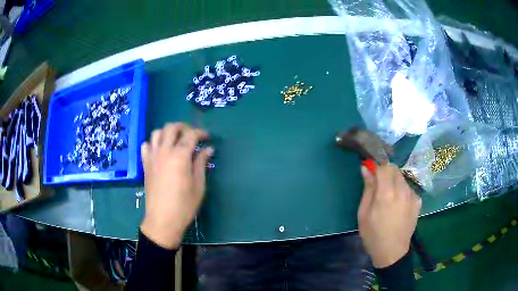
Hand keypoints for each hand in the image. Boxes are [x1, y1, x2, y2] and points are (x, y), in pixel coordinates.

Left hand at [140, 123, 212, 248]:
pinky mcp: (145, 164)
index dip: (201, 133)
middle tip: (192, 136)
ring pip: (157, 132)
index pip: (191, 134)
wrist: (162, 220)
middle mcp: (164, 151)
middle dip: (184, 127)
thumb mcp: (198, 185)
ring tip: (175, 141)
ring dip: (168, 132)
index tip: (207, 138)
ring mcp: (152, 157)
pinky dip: (153, 143)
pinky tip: (160, 151)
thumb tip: (208, 149)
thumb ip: (201, 163)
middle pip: (172, 127)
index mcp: (180, 156)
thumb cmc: (184, 205)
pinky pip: (146, 145)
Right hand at [358, 163, 421, 267]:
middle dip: (385, 172)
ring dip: (394, 181)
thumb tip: (366, 168)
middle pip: (395, 169)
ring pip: (402, 178)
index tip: (371, 167)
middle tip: (379, 185)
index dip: (377, 163)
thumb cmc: (373, 235)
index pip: (384, 166)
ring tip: (389, 198)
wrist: (392, 252)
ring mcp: (412, 196)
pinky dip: (402, 191)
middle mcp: (402, 191)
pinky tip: (399, 205)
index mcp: (386, 194)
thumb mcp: (364, 213)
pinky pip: (409, 188)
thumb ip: (368, 189)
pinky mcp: (418, 201)